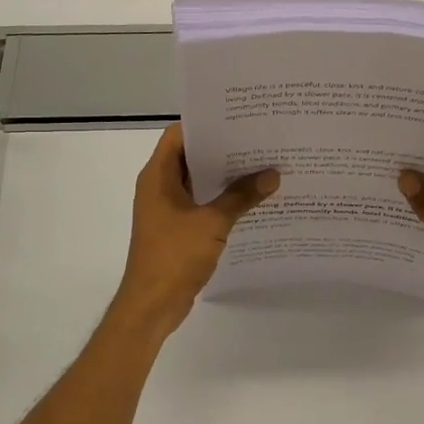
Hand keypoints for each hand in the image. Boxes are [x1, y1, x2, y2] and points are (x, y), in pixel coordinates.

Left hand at [111, 124, 277, 337]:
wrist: (152, 305)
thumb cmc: (174, 256)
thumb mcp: (212, 223)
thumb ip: (241, 197)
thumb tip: (272, 175)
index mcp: (157, 176)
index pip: (180, 135)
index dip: (207, 124)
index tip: (239, 118)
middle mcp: (159, 186)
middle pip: (191, 156)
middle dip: (223, 149)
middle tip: (260, 140)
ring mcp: (167, 209)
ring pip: (199, 182)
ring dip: (225, 177)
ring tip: (263, 166)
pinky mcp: (177, 229)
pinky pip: (202, 204)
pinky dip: (223, 200)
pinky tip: (252, 200)